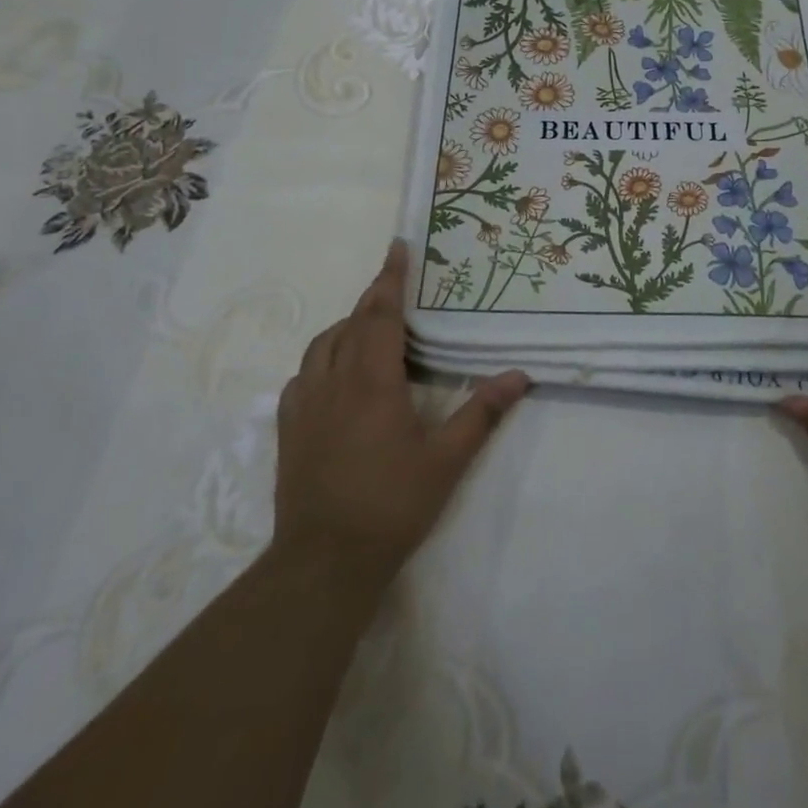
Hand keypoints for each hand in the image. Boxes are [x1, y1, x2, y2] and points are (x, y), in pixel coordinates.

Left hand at [273, 240, 528, 598]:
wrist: (324, 560)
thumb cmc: (391, 504)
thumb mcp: (447, 460)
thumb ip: (482, 414)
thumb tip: (518, 376)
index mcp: (373, 381)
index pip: (381, 314)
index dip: (391, 278)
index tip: (398, 246)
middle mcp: (335, 381)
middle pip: (352, 322)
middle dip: (374, 295)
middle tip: (393, 280)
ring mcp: (305, 403)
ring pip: (323, 344)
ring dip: (347, 325)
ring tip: (369, 327)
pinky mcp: (288, 427)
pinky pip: (303, 375)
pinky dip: (323, 359)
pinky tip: (335, 375)